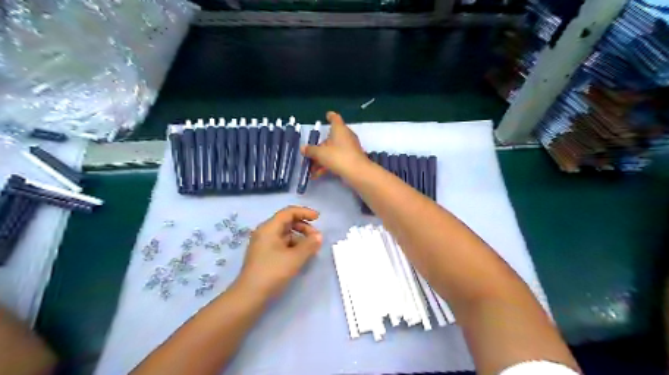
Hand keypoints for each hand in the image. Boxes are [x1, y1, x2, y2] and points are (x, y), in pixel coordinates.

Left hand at [233, 205, 322, 298]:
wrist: (249, 296)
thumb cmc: (272, 273)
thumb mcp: (294, 258)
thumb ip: (309, 245)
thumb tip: (319, 236)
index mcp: (269, 228)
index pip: (288, 212)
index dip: (304, 212)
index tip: (318, 218)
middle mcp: (265, 233)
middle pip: (287, 222)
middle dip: (304, 227)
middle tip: (316, 238)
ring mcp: (264, 244)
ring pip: (285, 234)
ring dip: (300, 238)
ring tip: (311, 249)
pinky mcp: (265, 255)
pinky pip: (282, 244)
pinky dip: (293, 246)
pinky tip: (301, 256)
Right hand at [301, 111, 367, 179]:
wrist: (357, 172)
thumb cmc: (338, 157)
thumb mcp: (320, 153)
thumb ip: (311, 150)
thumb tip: (303, 148)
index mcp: (339, 129)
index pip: (335, 118)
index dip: (330, 116)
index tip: (327, 115)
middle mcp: (345, 136)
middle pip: (330, 139)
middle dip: (319, 147)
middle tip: (309, 154)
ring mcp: (349, 148)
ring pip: (332, 151)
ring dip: (321, 159)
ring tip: (311, 169)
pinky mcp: (351, 159)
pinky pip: (336, 159)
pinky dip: (327, 165)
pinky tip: (317, 175)